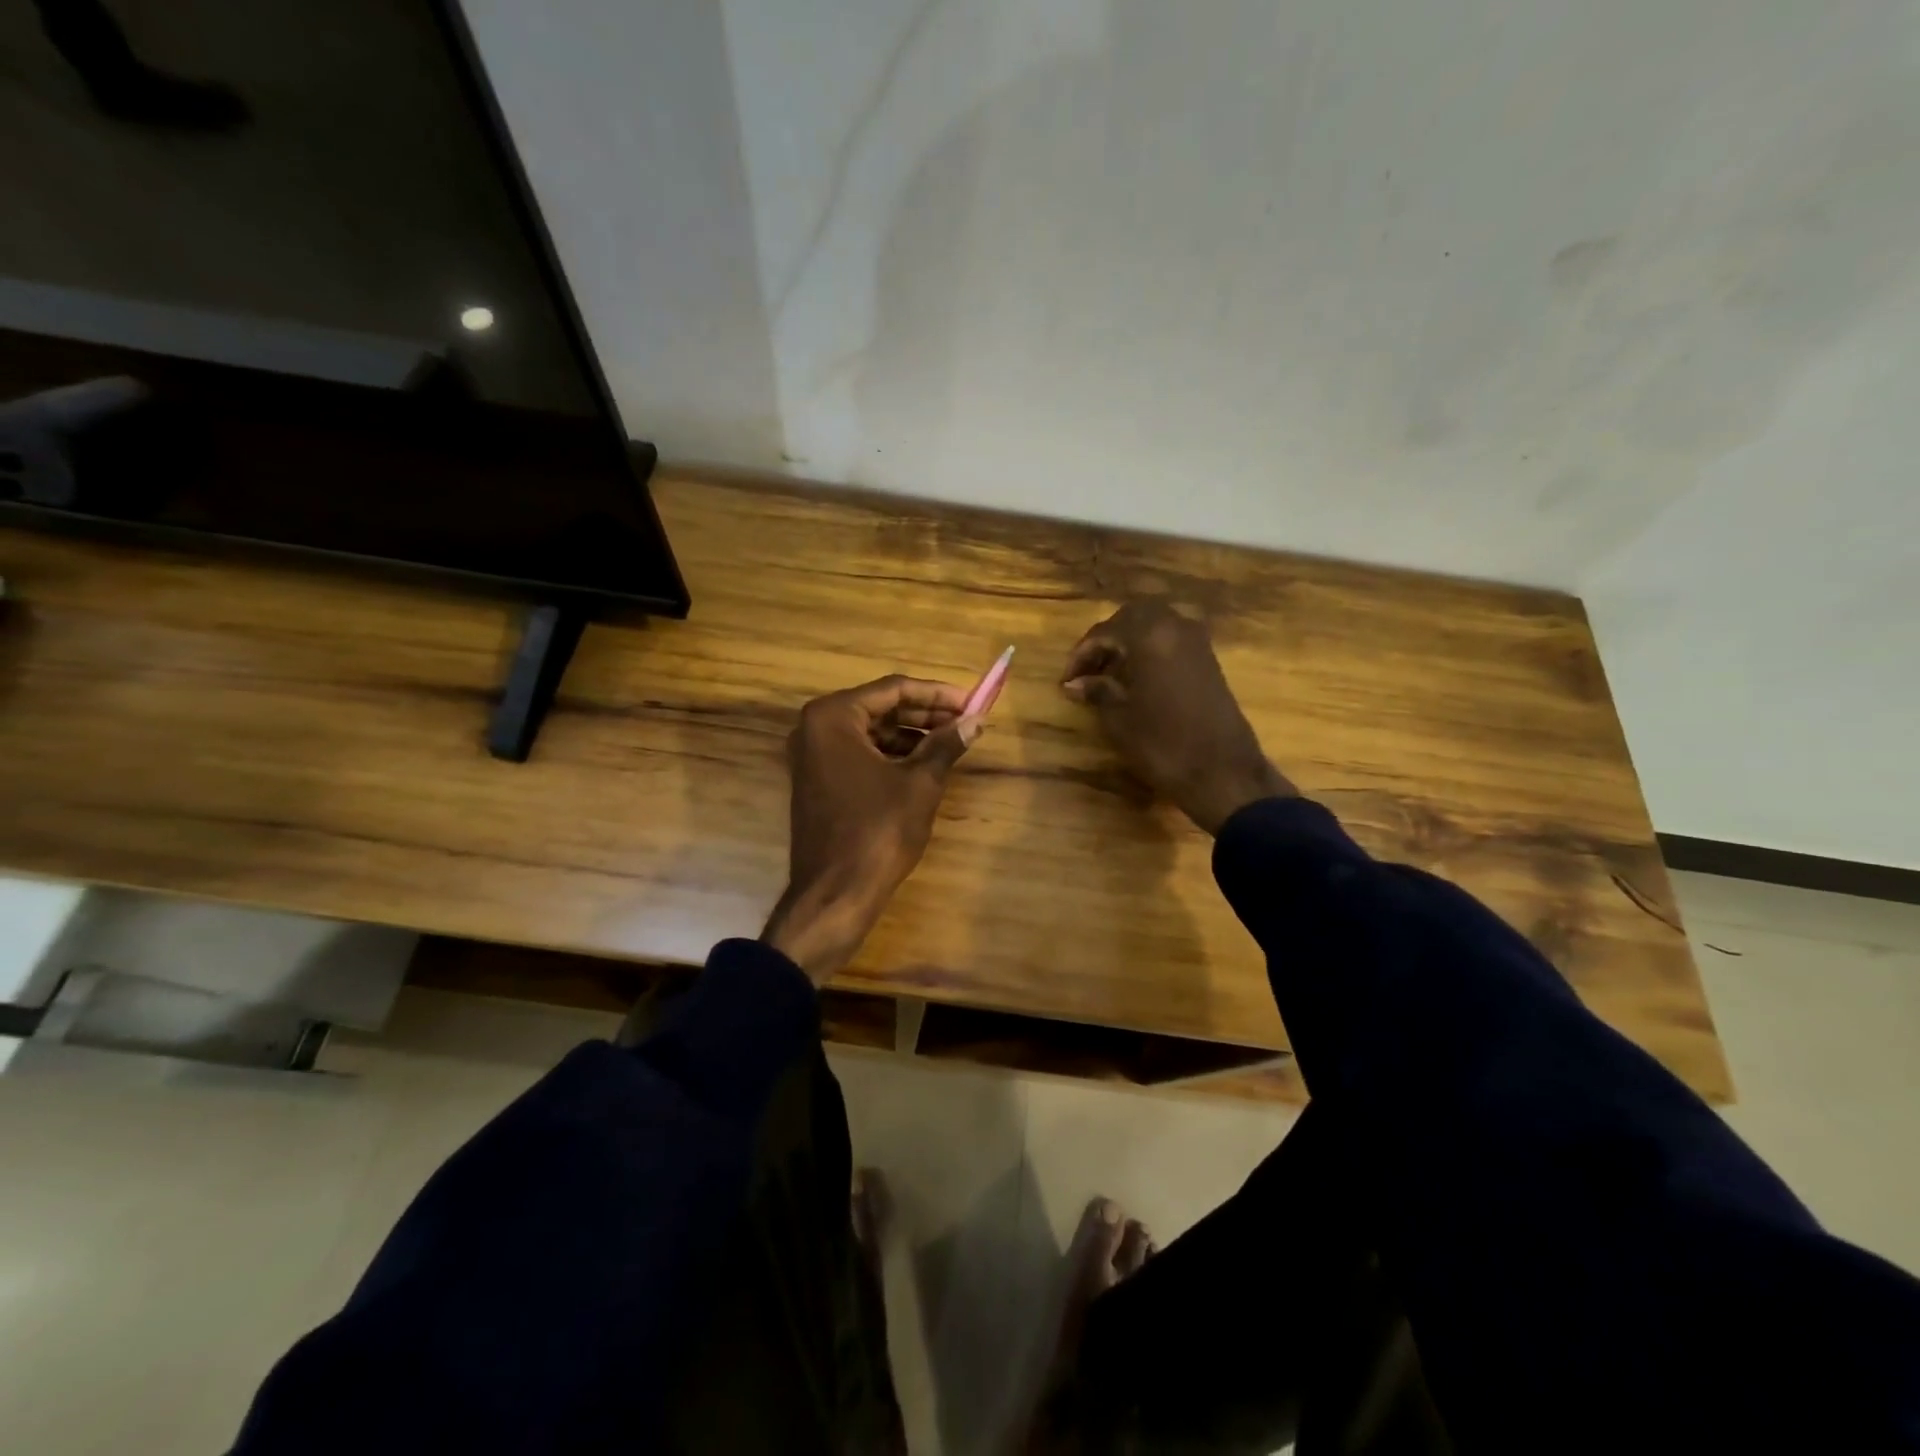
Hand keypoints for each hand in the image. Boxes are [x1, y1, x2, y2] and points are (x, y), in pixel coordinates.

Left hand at [762, 675, 982, 982]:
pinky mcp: (818, 780)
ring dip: (911, 734)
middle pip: (880, 707)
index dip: (937, 693)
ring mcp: (812, 756)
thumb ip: (946, 744)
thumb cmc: (878, 831)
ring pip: (871, 732)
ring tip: (952, 740)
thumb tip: (976, 720)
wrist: (835, 894)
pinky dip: (892, 754)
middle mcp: (814, 728)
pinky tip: (925, 762)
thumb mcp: (920, 783)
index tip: (972, 700)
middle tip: (967, 719)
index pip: (893, 689)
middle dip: (925, 712)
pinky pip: (859, 753)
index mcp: (833, 717)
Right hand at [1062, 601, 1294, 834]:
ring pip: (1155, 626)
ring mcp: (1197, 642)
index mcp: (1150, 635)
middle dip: (1107, 639)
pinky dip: (1150, 650)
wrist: (1222, 772)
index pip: (1105, 631)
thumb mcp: (1119, 718)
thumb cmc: (1162, 744)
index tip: (1066, 680)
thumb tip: (1075, 683)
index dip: (1081, 654)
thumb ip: (1096, 691)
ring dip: (1130, 643)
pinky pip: (1172, 640)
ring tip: (1109, 675)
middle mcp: (1176, 627)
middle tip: (1088, 669)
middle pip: (1133, 617)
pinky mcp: (1209, 661)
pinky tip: (1137, 679)